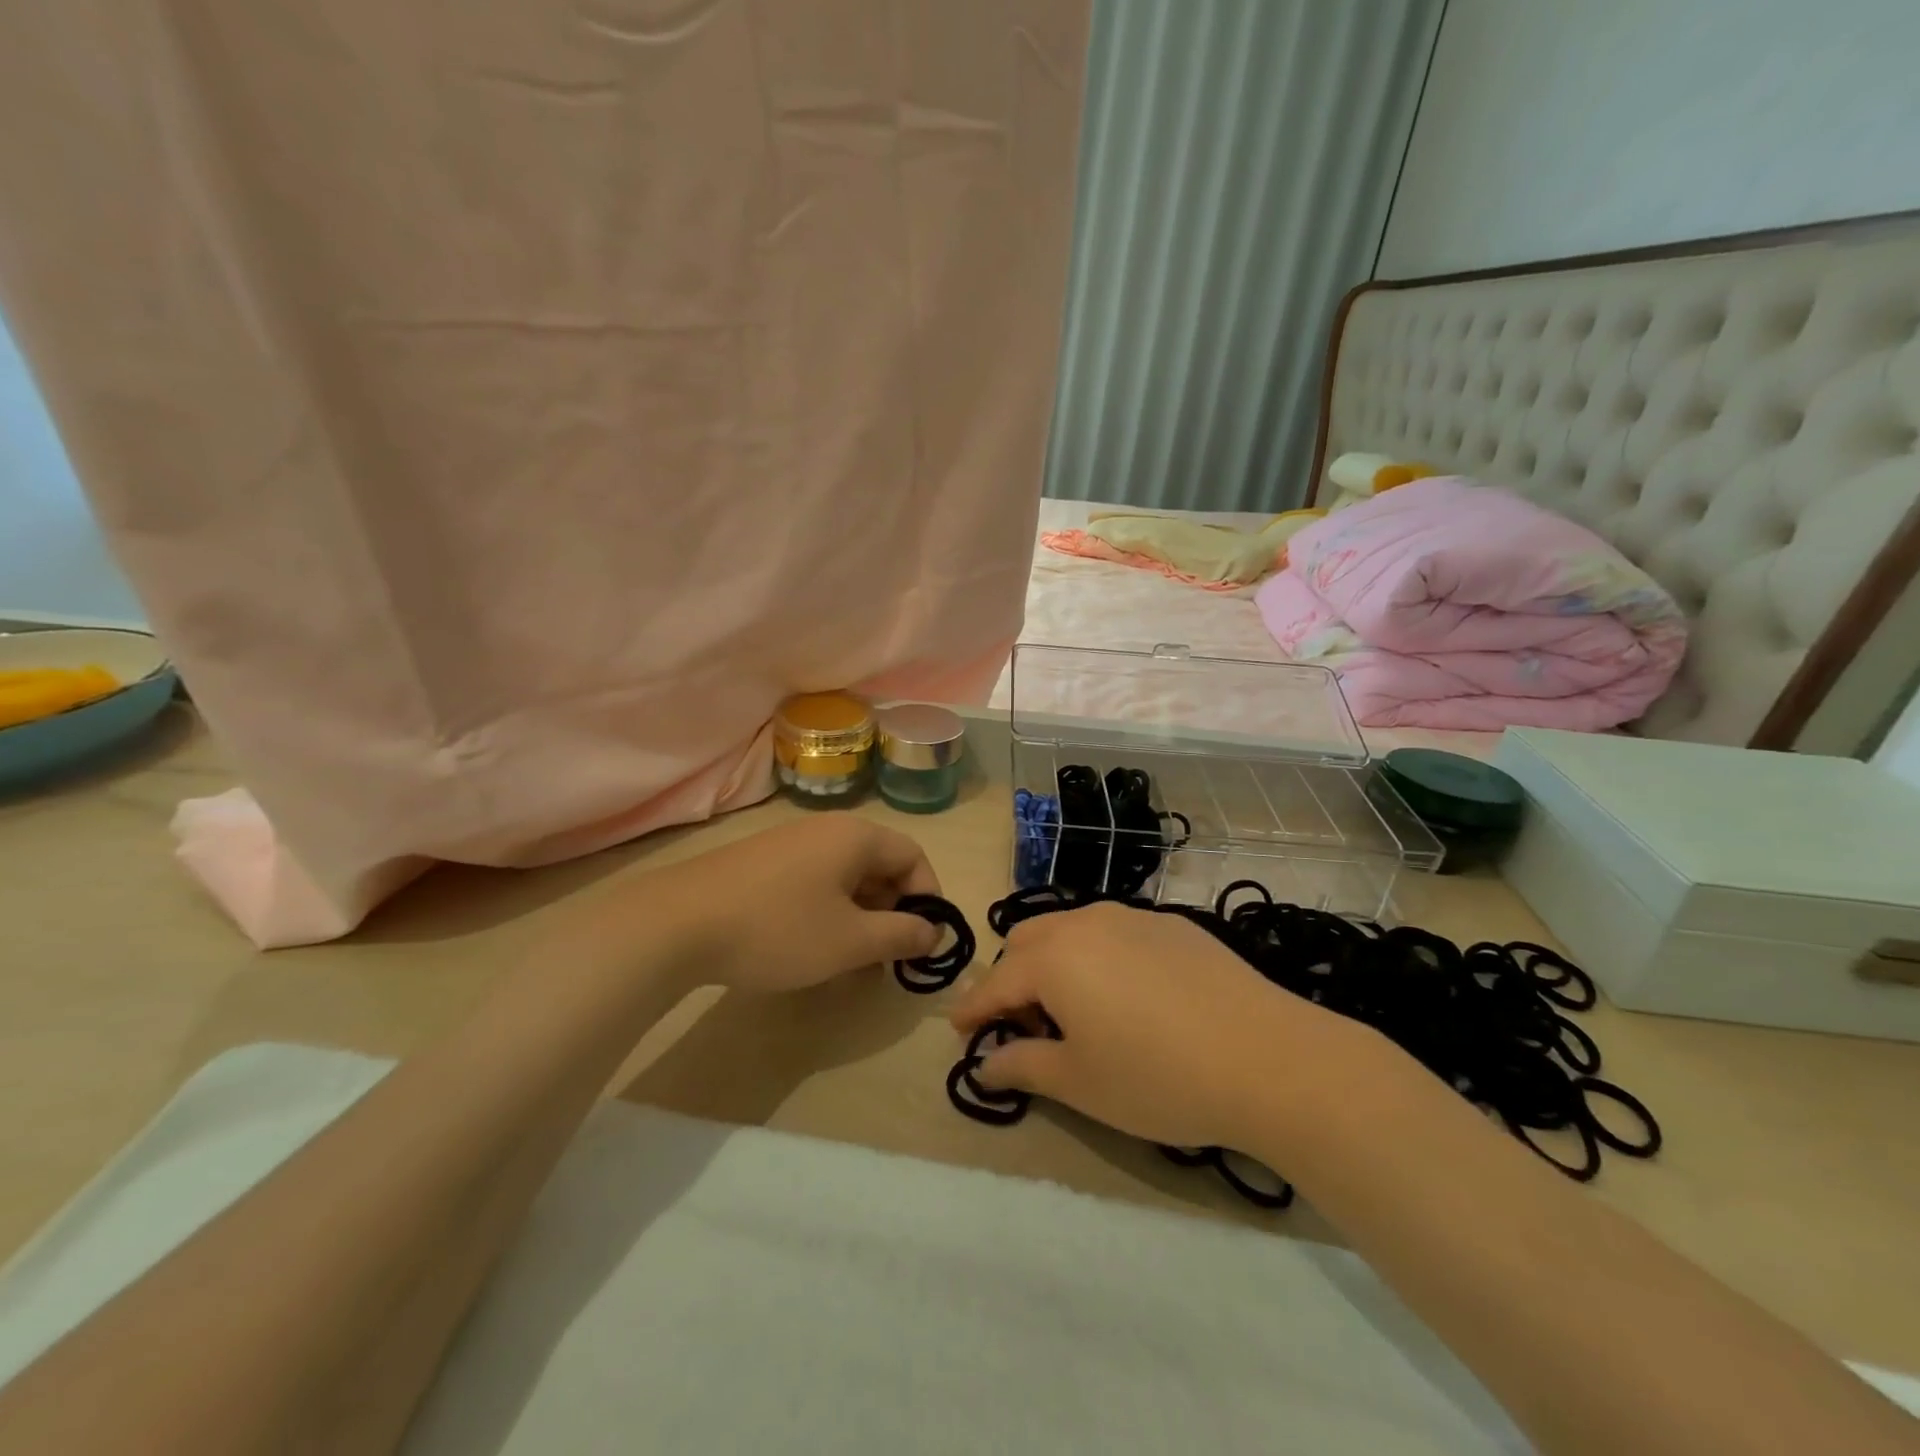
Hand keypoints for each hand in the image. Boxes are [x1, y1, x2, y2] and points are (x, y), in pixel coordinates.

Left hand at [630, 814, 943, 993]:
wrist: (678, 923)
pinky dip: (828, 912)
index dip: (928, 898)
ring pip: (846, 877)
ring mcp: (790, 844)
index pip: (913, 856)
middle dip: (892, 913)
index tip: (923, 941)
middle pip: (880, 865)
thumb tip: (933, 932)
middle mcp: (827, 830)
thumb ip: (901, 936)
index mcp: (856, 837)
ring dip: (860, 917)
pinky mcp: (762, 863)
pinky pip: (814, 882)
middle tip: (887, 959)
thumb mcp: (850, 941)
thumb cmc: (779, 928)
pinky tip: (811, 948)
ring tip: (851, 962)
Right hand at [949, 901, 1360, 1151]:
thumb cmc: (1158, 1077)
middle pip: (1027, 941)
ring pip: (1071, 930)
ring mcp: (1132, 917)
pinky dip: (1097, 957)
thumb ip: (1023, 1066)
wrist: (1268, 1057)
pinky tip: (1127, 996)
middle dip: (1011, 979)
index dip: (972, 1010)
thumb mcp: (1080, 1082)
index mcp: (1054, 957)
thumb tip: (986, 1063)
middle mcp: (1086, 922)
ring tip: (1073, 1009)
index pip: (995, 983)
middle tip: (1022, 1025)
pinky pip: (1113, 932)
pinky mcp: (1172, 925)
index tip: (960, 1032)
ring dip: (1054, 962)